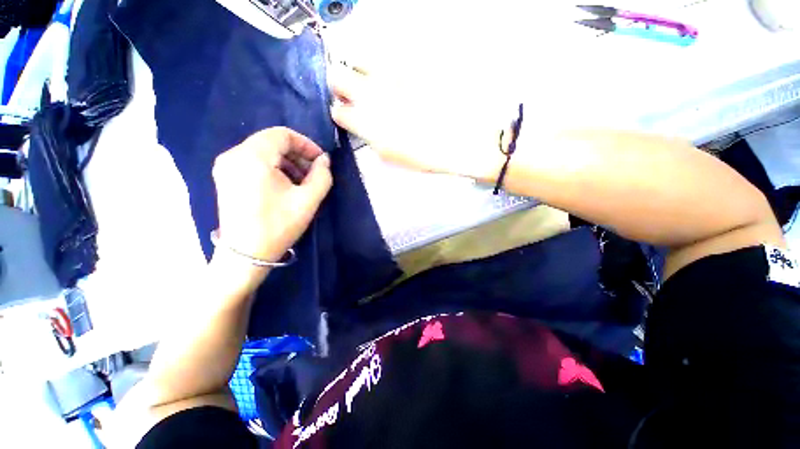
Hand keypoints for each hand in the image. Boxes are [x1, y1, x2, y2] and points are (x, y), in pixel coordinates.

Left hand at [212, 127, 331, 266]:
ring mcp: (226, 166)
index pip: (282, 134)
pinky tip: (285, 185)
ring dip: (286, 162)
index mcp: (253, 157)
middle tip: (314, 173)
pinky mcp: (225, 177)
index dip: (306, 144)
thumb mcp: (308, 200)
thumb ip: (322, 176)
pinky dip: (273, 168)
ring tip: (302, 182)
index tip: (320, 161)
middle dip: (297, 154)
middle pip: (271, 142)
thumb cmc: (278, 225)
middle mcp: (234, 155)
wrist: (245, 254)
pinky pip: (253, 162)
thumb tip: (324, 160)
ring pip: (263, 151)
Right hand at [329, 64, 506, 181]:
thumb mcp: (389, 155)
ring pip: (357, 57)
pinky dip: (384, 66)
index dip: (342, 113)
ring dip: (360, 70)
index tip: (349, 115)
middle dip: (340, 85)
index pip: (337, 110)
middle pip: (336, 75)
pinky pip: (386, 56)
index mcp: (366, 122)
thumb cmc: (424, 155)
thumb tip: (360, 124)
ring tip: (375, 82)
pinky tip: (397, 79)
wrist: (461, 139)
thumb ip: (368, 136)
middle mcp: (371, 92)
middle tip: (354, 93)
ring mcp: (390, 73)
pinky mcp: (409, 62)